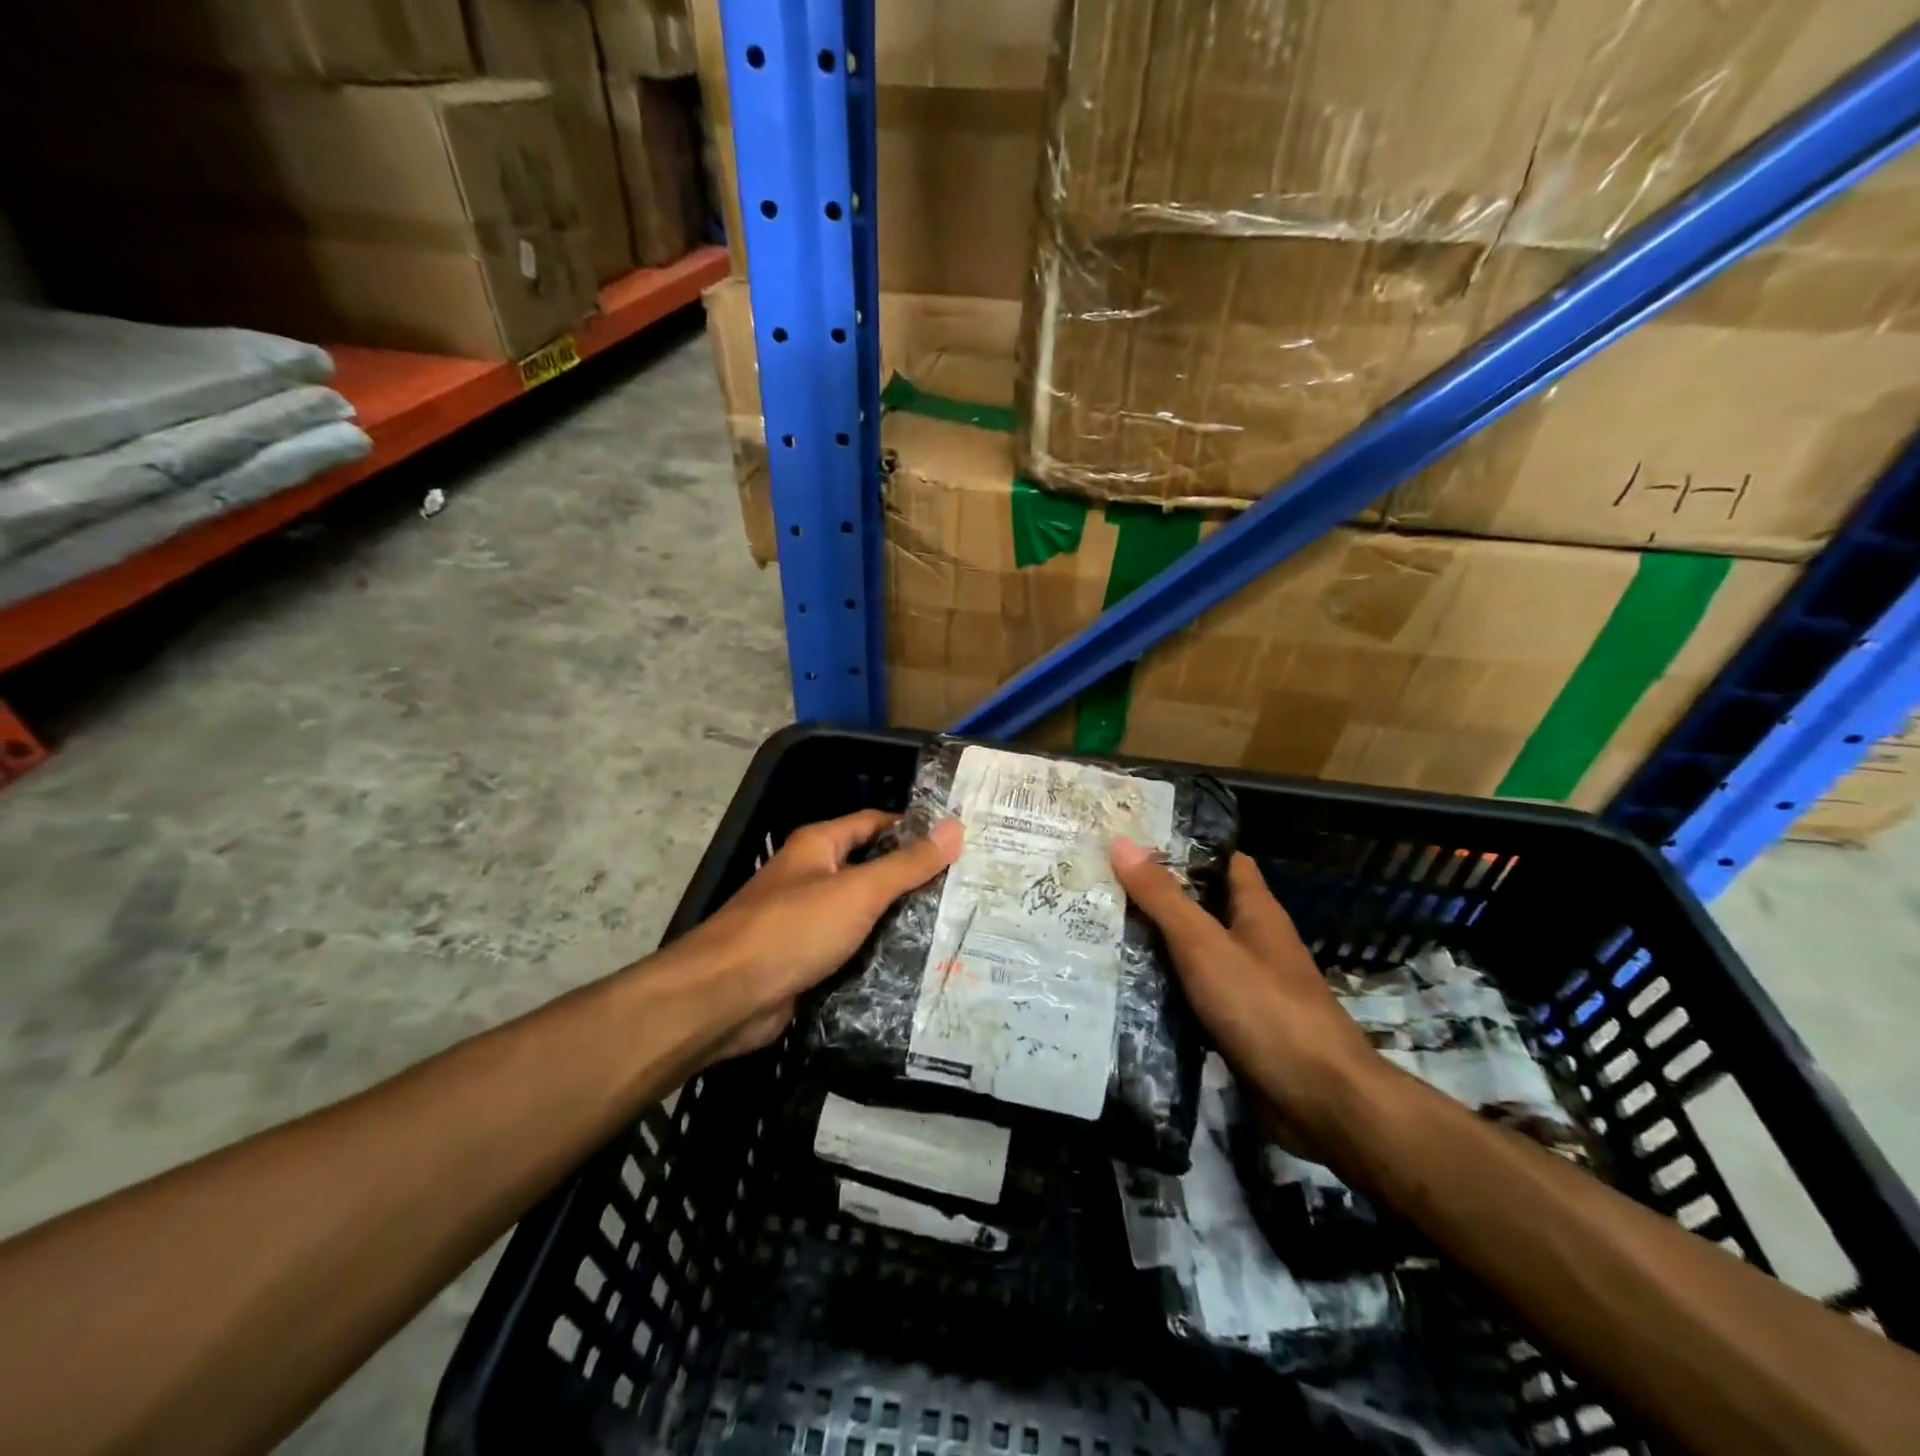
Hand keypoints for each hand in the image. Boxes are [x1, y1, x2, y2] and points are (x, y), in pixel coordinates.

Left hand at [688, 810, 962, 1058]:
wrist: (725, 997)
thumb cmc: (793, 928)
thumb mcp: (859, 891)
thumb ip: (907, 864)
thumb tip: (956, 828)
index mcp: (818, 846)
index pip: (873, 824)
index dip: (912, 829)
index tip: (957, 842)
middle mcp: (810, 877)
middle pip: (869, 869)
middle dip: (910, 879)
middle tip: (963, 889)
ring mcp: (806, 921)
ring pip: (861, 914)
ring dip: (897, 921)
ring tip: (951, 926)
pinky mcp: (805, 961)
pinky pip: (849, 950)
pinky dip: (876, 954)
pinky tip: (914, 965)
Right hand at [1111, 840, 1380, 1149]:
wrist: (1320, 1101)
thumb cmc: (1264, 1008)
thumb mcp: (1204, 944)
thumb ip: (1163, 897)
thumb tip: (1122, 842)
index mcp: (1257, 911)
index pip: (1225, 861)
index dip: (1187, 847)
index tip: (1137, 840)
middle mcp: (1256, 942)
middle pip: (1205, 906)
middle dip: (1159, 896)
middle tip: (1103, 884)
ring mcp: (1249, 986)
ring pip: (1197, 952)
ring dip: (1158, 943)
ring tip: (1101, 927)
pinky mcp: (1239, 1025)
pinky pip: (1196, 993)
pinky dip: (1167, 987)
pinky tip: (1127, 985)